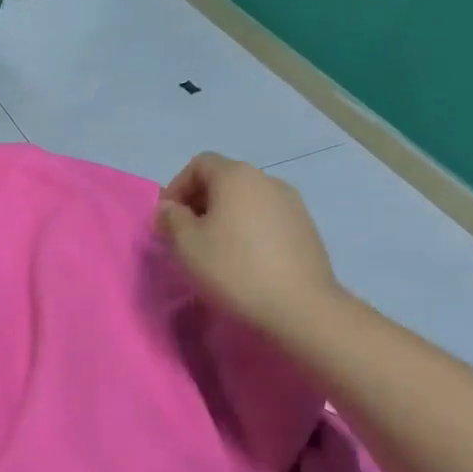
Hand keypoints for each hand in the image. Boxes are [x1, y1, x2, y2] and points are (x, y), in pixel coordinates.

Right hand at [156, 152, 347, 345]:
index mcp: (236, 176)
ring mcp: (292, 203)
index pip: (199, 164)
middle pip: (224, 180)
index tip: (166, 220)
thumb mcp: (186, 244)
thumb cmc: (233, 268)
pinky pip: (266, 219)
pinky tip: (244, 260)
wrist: (300, 306)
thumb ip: (171, 218)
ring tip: (214, 250)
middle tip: (184, 236)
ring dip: (224, 218)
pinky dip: (248, 230)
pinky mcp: (306, 228)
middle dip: (198, 203)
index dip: (176, 187)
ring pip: (246, 201)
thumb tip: (170, 208)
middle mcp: (267, 180)